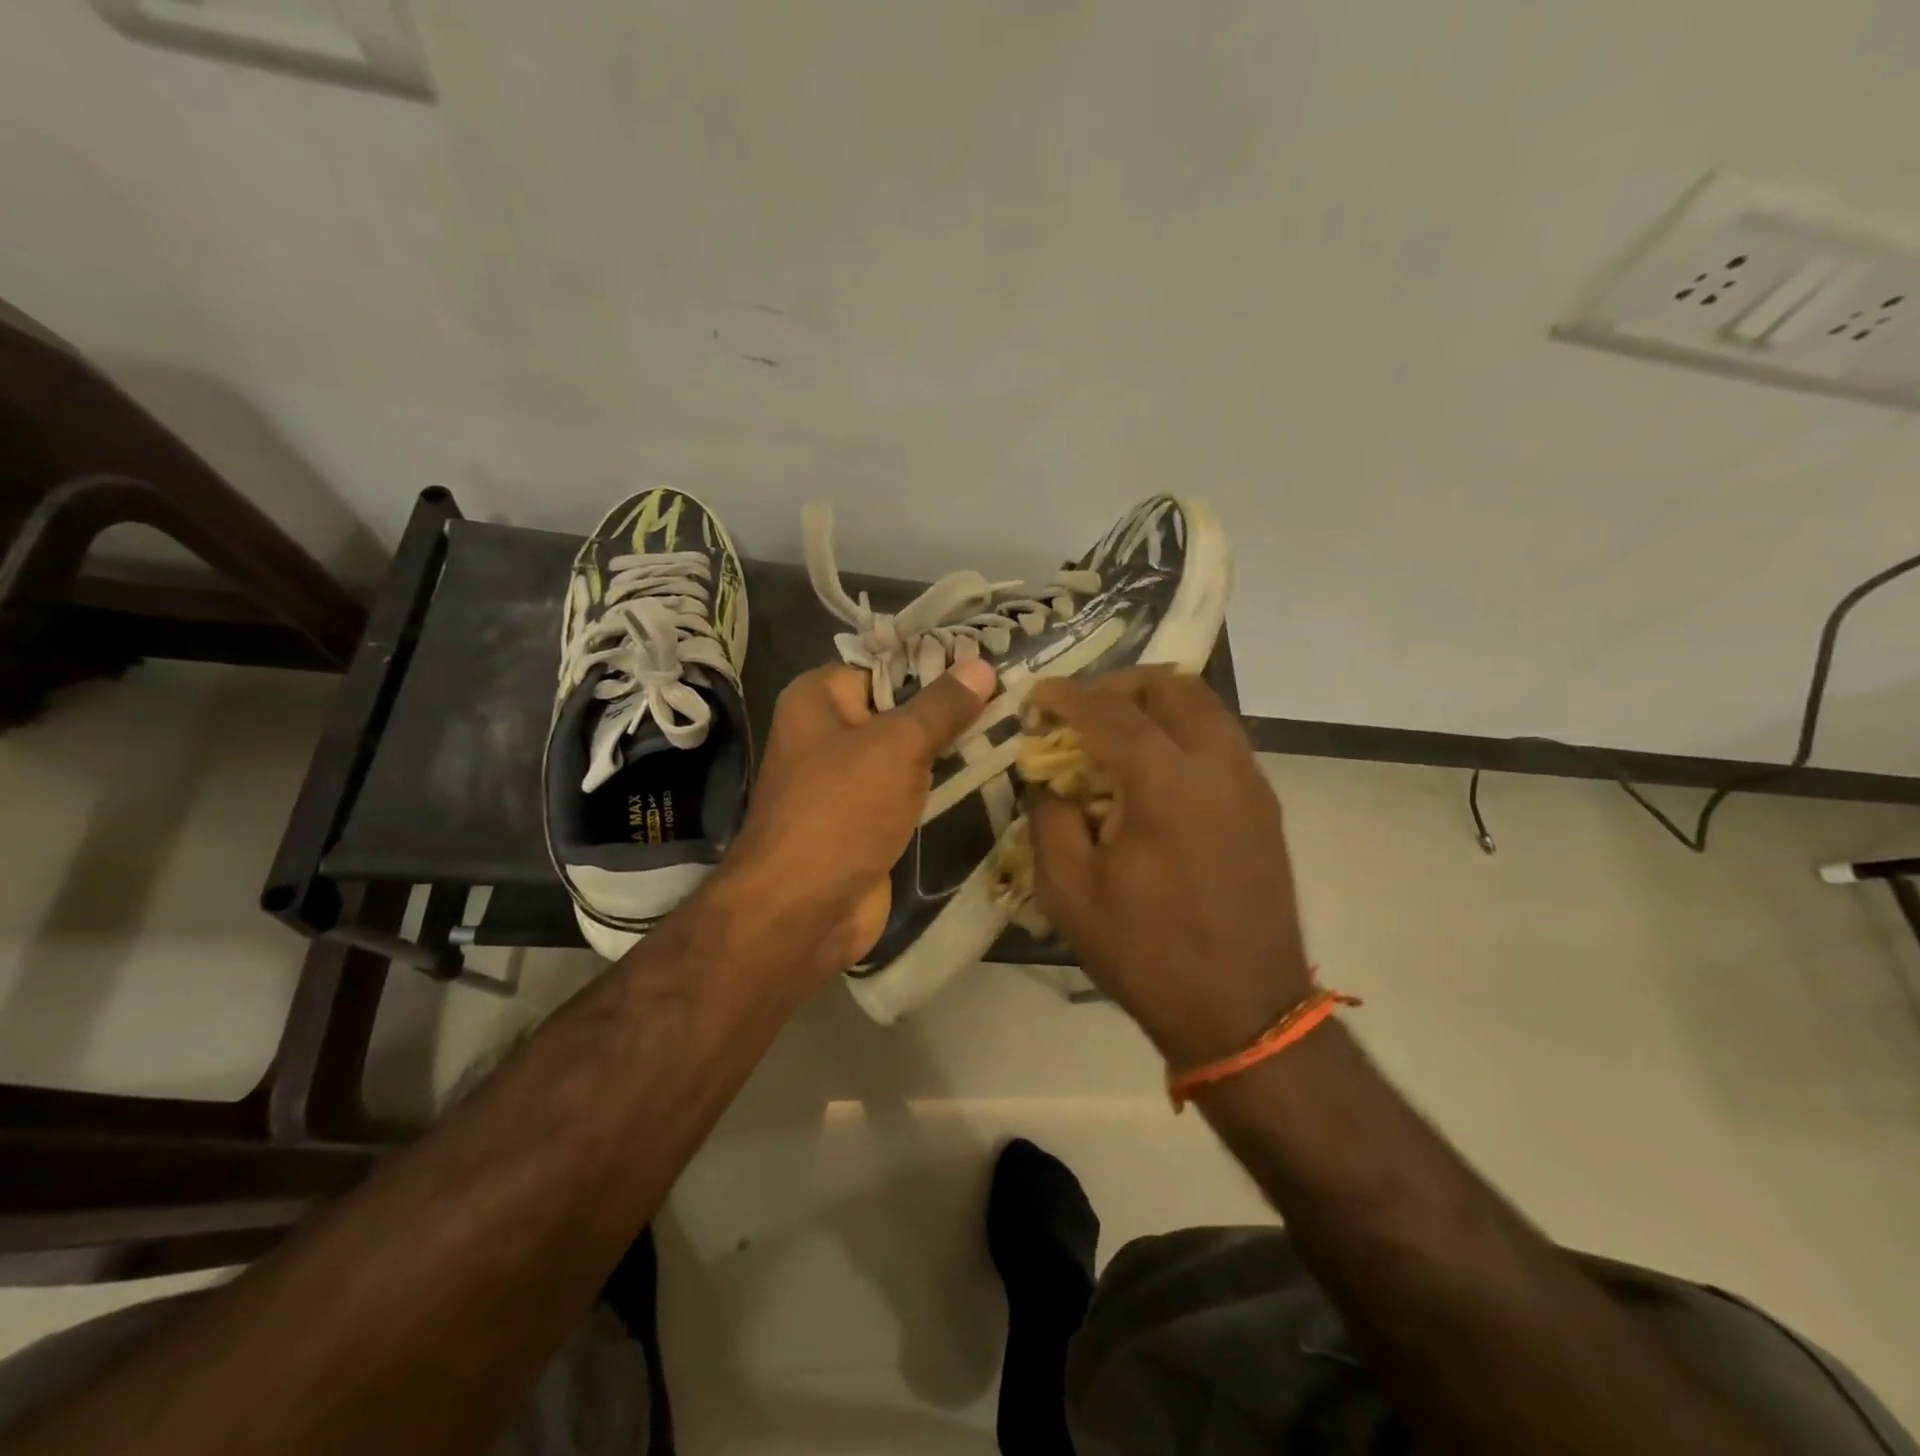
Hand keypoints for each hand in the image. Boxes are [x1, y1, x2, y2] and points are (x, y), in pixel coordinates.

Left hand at [721, 657, 997, 976]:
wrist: (804, 909)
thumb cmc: (843, 809)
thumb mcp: (898, 745)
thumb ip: (942, 706)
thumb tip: (982, 666)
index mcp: (818, 698)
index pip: (885, 666)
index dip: (937, 665)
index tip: (990, 666)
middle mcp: (827, 732)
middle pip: (898, 708)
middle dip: (950, 709)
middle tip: (1011, 699)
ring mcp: (845, 780)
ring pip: (907, 753)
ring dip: (949, 750)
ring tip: (1010, 730)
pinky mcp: (865, 820)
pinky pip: (908, 790)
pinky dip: (938, 787)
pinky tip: (984, 773)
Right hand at [1026, 669, 1312, 1068]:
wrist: (1243, 1010)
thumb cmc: (1146, 953)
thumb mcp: (1069, 891)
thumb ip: (1050, 819)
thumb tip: (1047, 779)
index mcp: (1167, 784)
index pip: (1112, 712)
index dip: (1069, 696)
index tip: (1037, 696)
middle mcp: (1219, 766)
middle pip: (1172, 687)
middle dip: (1119, 684)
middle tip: (1081, 707)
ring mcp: (1251, 783)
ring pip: (1206, 706)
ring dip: (1156, 703)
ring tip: (1116, 729)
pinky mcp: (1265, 805)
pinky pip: (1222, 739)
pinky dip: (1183, 730)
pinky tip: (1155, 766)